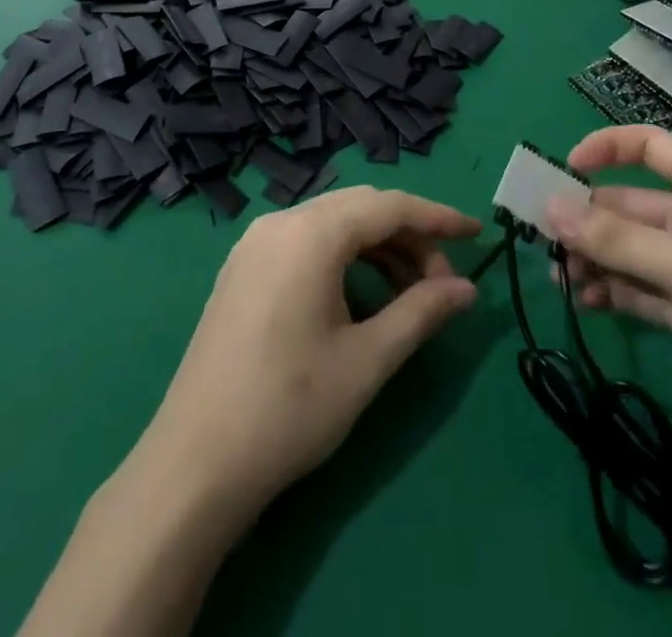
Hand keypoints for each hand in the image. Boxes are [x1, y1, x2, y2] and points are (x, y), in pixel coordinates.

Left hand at [136, 186, 480, 517]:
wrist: (194, 464)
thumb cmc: (289, 407)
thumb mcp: (367, 360)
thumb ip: (421, 313)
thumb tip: (467, 290)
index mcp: (310, 233)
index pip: (388, 207)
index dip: (438, 217)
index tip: (477, 234)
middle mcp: (280, 222)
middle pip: (359, 210)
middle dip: (409, 236)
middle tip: (444, 281)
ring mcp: (255, 245)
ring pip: (331, 225)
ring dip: (377, 249)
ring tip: (410, 295)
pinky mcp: (242, 270)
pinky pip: (305, 243)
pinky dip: (343, 259)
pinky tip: (361, 298)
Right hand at [549, 125, 671, 482]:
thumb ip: (615, 238)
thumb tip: (548, 206)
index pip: (650, 147)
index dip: (607, 149)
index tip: (564, 168)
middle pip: (627, 205)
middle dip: (585, 218)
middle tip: (540, 236)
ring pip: (626, 250)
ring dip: (591, 258)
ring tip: (558, 276)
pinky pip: (634, 289)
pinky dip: (607, 291)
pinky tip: (582, 300)